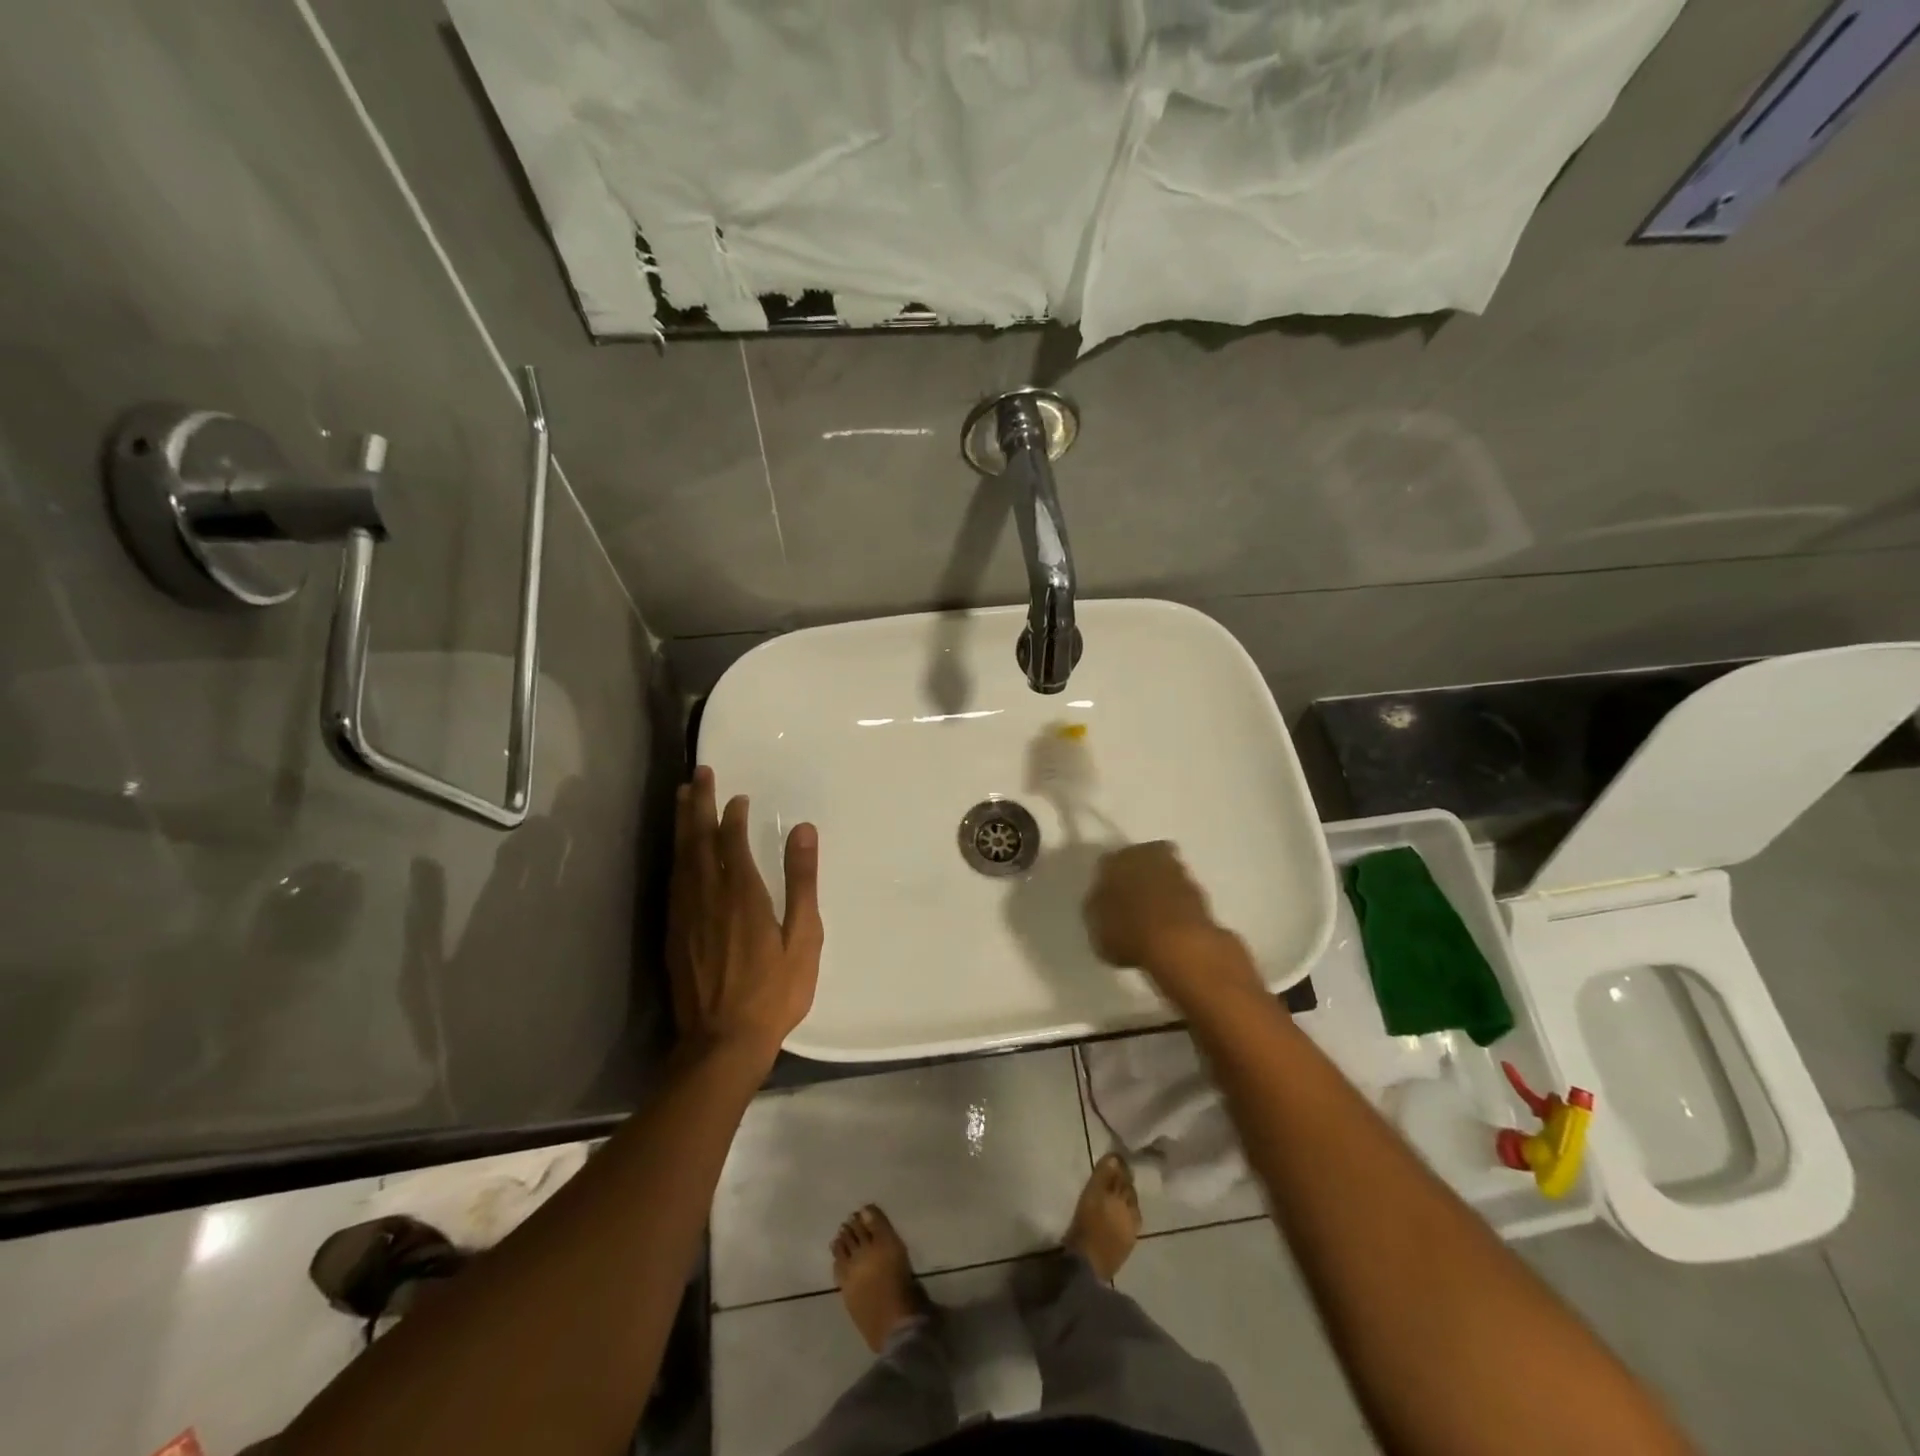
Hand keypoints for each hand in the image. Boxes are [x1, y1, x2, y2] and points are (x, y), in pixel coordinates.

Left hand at [666, 767, 822, 1067]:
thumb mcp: (804, 937)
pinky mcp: (674, 934)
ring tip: (682, 798)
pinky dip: (675, 856)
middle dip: (698, 805)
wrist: (721, 1043)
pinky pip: (672, 881)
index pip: (731, 841)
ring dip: (682, 824)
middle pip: (698, 840)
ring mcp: (685, 915)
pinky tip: (678, 852)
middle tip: (699, 774)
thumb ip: (801, 881)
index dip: (732, 815)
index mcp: (742, 894)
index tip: (737, 795)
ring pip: (680, 858)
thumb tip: (803, 830)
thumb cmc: (773, 991)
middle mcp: (708, 896)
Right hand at [1084, 842, 1249, 998]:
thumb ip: (1098, 907)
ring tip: (1152, 916)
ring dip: (1159, 888)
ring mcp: (1179, 870)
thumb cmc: (1128, 930)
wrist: (1180, 944)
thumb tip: (1102, 900)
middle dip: (1137, 876)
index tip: (1108, 898)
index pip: (1108, 863)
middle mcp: (1148, 854)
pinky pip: (1180, 895)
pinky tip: (1170, 924)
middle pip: (1140, 861)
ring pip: (1163, 874)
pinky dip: (1175, 905)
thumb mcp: (1096, 924)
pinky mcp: (1202, 891)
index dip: (1108, 880)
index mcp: (1117, 858)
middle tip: (1131, 901)